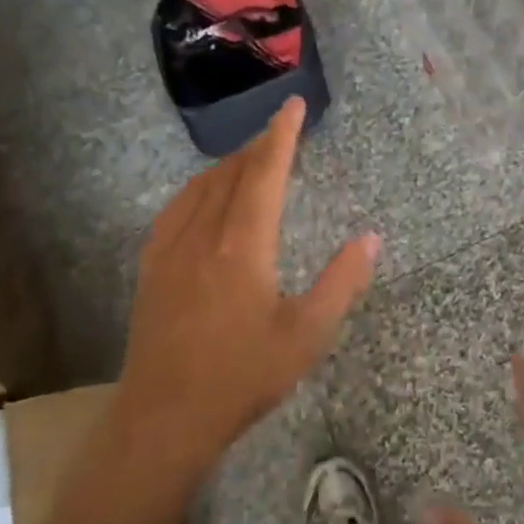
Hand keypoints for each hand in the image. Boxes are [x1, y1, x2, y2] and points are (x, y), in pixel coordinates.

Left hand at [116, 97, 378, 481]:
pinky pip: (175, 209)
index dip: (281, 135)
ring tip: (249, 159)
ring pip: (200, 187)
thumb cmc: (242, 376)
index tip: (293, 105)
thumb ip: (341, 282)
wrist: (164, 418)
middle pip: (232, 173)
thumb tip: (371, 238)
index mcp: (244, 244)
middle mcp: (204, 234)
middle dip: (258, 146)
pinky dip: (197, 189)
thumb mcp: (307, 334)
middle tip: (280, 132)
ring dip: (228, 165)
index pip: (265, 173)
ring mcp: (171, 249)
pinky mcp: (152, 268)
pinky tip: (202, 197)